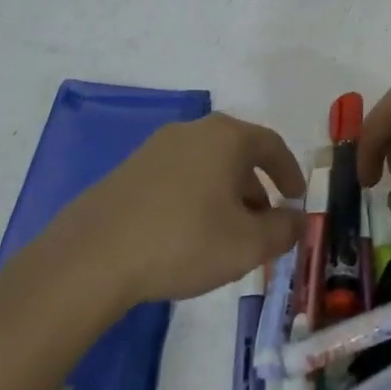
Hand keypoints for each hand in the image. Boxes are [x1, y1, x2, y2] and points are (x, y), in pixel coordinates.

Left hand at [45, 115, 304, 303]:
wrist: (92, 257)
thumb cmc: (184, 241)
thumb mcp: (248, 244)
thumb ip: (284, 230)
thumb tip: (298, 220)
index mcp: (226, 137)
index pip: (271, 145)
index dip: (289, 171)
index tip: (297, 197)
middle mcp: (191, 132)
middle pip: (237, 153)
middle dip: (256, 188)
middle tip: (263, 223)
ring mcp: (154, 149)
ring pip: (205, 167)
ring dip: (224, 195)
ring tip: (226, 234)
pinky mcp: (127, 172)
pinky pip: (177, 178)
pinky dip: (194, 199)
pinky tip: (187, 235)